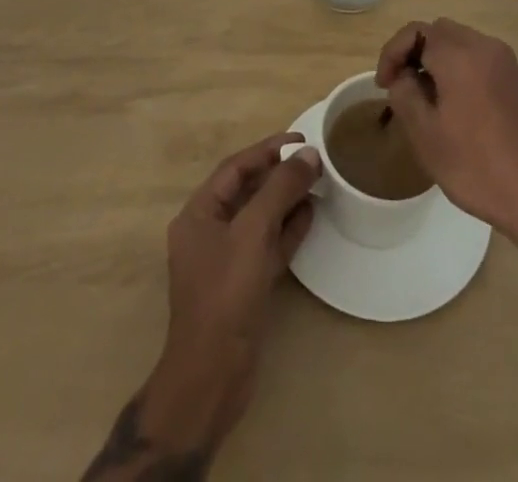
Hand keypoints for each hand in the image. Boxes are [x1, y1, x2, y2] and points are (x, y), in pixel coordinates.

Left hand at [146, 133, 320, 450]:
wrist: (212, 378)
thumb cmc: (225, 295)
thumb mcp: (253, 233)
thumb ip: (280, 189)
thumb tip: (309, 154)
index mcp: (199, 214)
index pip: (235, 168)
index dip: (267, 150)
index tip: (300, 140)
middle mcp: (209, 232)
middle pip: (248, 191)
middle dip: (280, 174)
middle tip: (314, 161)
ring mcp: (226, 261)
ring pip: (260, 218)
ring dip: (287, 200)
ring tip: (318, 184)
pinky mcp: (243, 285)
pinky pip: (267, 245)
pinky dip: (287, 229)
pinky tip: (311, 216)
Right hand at [374, 19, 517, 249]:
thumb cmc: (477, 165)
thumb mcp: (426, 135)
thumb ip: (405, 94)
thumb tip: (403, 76)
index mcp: (460, 54)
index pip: (416, 31)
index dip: (393, 53)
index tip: (384, 85)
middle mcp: (484, 46)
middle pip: (439, 31)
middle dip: (414, 53)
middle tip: (400, 88)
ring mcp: (505, 62)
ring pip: (460, 44)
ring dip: (436, 61)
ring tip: (423, 99)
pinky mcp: (516, 79)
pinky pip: (478, 59)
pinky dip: (458, 69)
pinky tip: (453, 106)